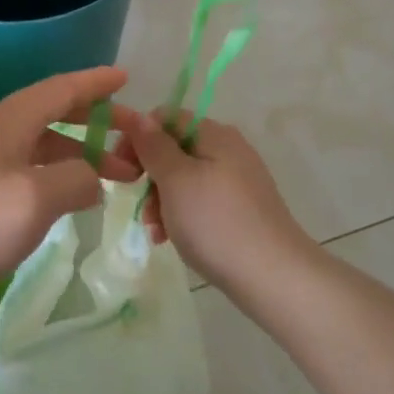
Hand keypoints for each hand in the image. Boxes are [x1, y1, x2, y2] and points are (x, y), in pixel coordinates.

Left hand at [0, 67, 137, 316]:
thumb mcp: (36, 200)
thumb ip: (76, 180)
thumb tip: (89, 178)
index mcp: (4, 121)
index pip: (60, 90)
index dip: (95, 84)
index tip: (125, 78)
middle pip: (48, 115)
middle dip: (92, 125)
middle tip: (129, 141)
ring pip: (34, 145)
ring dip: (72, 156)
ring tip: (105, 180)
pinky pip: (18, 167)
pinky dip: (48, 174)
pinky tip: (59, 198)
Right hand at [110, 104, 311, 295]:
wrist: (272, 276)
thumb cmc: (216, 222)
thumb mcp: (175, 180)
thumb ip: (154, 146)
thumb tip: (139, 117)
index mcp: (214, 134)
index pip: (165, 117)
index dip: (138, 137)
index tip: (121, 168)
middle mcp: (229, 150)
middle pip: (174, 149)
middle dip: (149, 176)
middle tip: (139, 206)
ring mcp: (238, 180)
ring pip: (184, 179)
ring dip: (161, 201)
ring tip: (155, 232)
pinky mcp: (242, 209)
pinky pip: (201, 201)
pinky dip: (182, 215)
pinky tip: (171, 239)